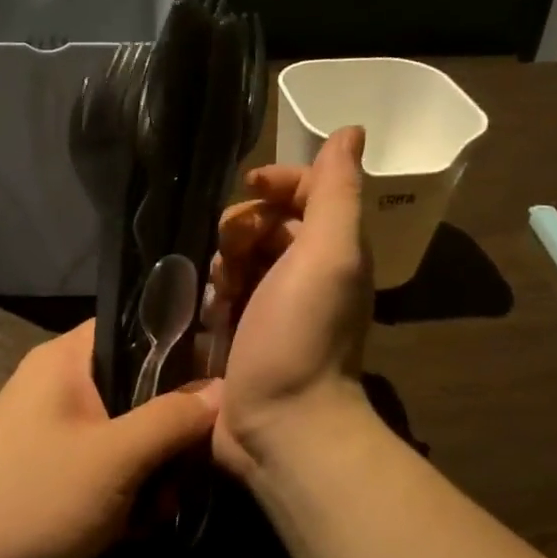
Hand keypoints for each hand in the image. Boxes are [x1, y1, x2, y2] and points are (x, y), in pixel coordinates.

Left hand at [0, 322, 220, 557]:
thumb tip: (223, 388)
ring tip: (166, 500)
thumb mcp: (119, 454)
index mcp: (62, 362)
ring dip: (155, 466)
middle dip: (169, 425)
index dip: (174, 343)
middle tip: (196, 454)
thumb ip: (175, 417)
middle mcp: (57, 389)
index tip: (216, 371)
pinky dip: (131, 490)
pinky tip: (144, 522)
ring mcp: (56, 435)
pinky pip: (110, 467)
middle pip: (135, 386)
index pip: (128, 328)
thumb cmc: (43, 497)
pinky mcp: (58, 476)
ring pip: (128, 432)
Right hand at [210, 126, 373, 478]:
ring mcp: (269, 309)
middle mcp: (303, 276)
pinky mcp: (238, 337)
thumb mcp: (330, 254)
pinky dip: (212, 296)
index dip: (279, 181)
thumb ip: (336, 192)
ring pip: (235, 259)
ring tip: (219, 289)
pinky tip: (205, 311)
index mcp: (331, 252)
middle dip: (244, 227)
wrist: (282, 426)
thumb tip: (351, 131)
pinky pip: (218, 296)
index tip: (250, 186)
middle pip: (265, 225)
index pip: (305, 194)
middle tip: (232, 251)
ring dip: (223, 262)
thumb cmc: (303, 335)